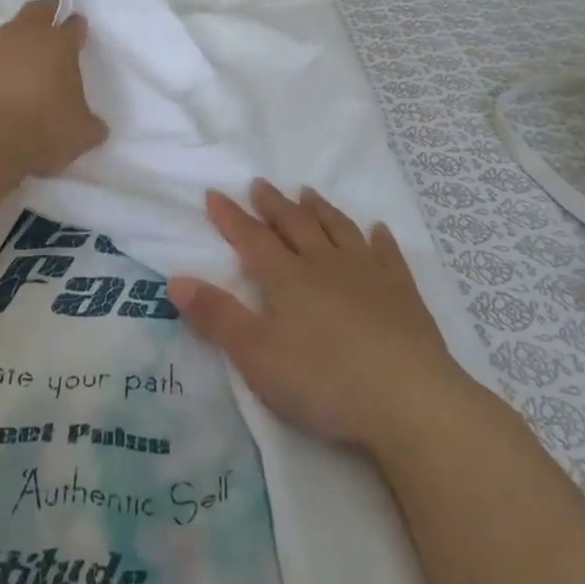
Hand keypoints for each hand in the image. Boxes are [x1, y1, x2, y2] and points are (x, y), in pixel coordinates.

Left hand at [0, 0, 107, 175]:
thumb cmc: (39, 131)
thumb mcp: (79, 135)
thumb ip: (90, 124)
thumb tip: (96, 126)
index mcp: (56, 45)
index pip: (72, 25)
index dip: (76, 28)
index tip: (78, 34)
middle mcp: (20, 36)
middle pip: (36, 12)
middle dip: (46, 16)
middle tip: (50, 31)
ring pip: (0, 38)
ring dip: (9, 52)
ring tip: (12, 79)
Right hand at [169, 181, 467, 453]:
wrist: (409, 400)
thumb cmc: (324, 380)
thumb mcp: (257, 355)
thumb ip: (217, 317)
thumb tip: (175, 280)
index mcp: (288, 279)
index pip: (252, 240)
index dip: (231, 217)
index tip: (215, 193)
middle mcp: (326, 265)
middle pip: (295, 226)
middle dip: (273, 205)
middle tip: (260, 183)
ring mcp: (368, 276)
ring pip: (339, 231)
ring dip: (320, 210)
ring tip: (307, 193)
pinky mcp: (403, 294)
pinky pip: (388, 256)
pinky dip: (379, 239)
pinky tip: (378, 230)